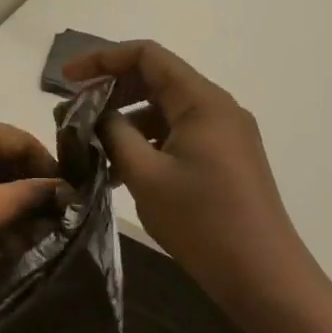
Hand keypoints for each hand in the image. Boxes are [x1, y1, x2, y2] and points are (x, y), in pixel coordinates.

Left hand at [0, 116, 59, 292]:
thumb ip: (28, 195)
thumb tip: (64, 189)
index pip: (19, 138)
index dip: (48, 164)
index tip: (73, 194)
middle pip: (2, 165)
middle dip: (29, 195)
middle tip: (58, 225)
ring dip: (9, 217)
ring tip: (36, 246)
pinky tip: (4, 258)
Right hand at [63, 41, 307, 298]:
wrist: (264, 277)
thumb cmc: (202, 221)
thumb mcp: (146, 175)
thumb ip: (114, 134)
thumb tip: (94, 114)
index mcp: (202, 101)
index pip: (146, 56)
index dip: (103, 59)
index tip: (67, 79)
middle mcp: (217, 108)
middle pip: (156, 79)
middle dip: (112, 91)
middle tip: (75, 114)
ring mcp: (224, 134)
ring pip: (165, 110)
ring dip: (127, 121)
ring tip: (92, 148)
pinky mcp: (225, 158)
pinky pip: (178, 134)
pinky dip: (148, 142)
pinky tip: (121, 171)